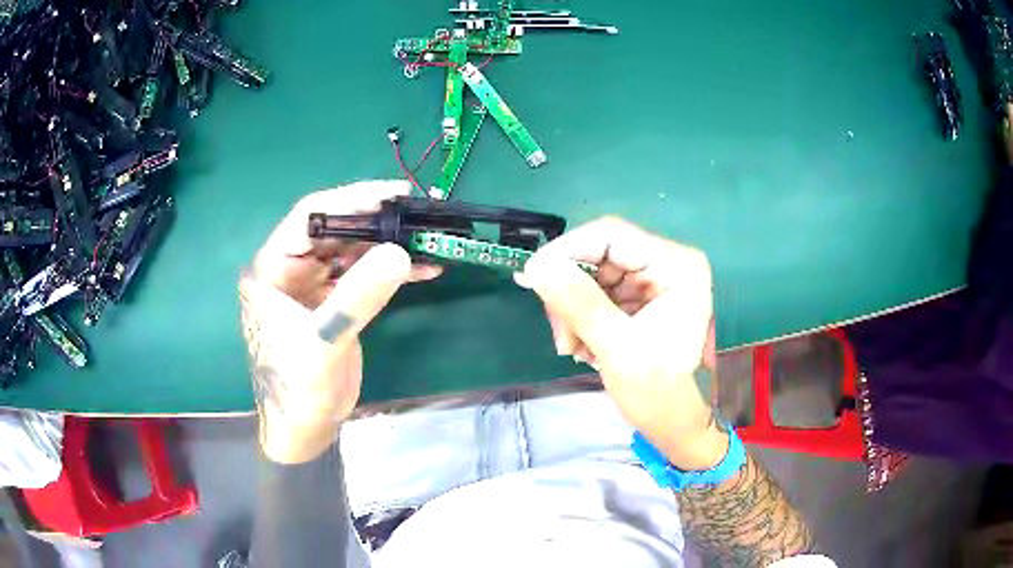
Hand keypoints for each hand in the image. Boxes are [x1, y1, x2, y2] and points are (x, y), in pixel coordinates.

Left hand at [239, 181, 440, 463]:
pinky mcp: (332, 303)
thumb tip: (401, 252)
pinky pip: (362, 277)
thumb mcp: (325, 341)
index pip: (310, 218)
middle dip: (377, 222)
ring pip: (352, 252)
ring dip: (388, 246)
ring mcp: (312, 286)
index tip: (395, 192)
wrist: (303, 428)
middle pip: (335, 231)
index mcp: (271, 269)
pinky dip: (391, 272)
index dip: (352, 200)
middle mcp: (289, 270)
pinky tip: (424, 269)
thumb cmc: (298, 389)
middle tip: (419, 215)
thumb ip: (358, 296)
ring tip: (429, 239)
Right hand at [515, 217, 725, 470]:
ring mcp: (651, 279)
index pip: (612, 235)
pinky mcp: (637, 295)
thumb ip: (580, 304)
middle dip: (570, 291)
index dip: (568, 250)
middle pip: (598, 254)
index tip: (533, 277)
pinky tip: (581, 345)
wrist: (672, 420)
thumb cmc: (657, 391)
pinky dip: (579, 316)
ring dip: (571, 309)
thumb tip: (537, 266)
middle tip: (560, 331)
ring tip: (572, 346)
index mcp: (676, 266)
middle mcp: (665, 262)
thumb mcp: (618, 348)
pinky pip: (595, 291)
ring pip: (591, 273)